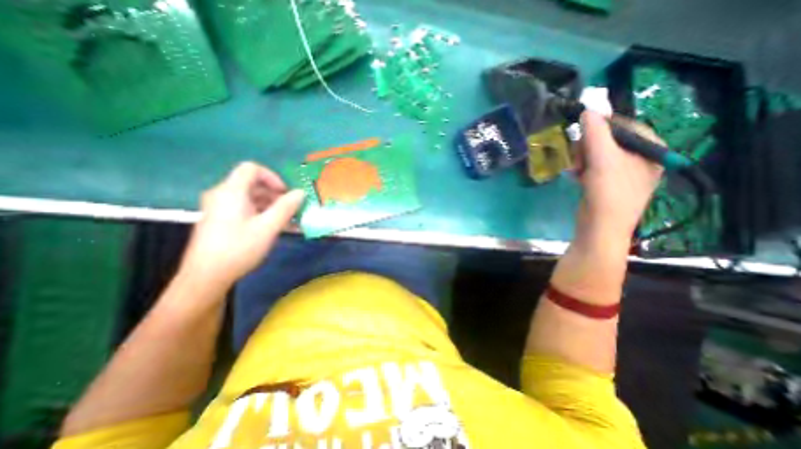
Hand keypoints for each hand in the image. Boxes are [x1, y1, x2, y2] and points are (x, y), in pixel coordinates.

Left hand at [179, 162, 304, 286]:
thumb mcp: (268, 228)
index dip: (272, 177)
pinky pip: (245, 209)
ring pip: (250, 197)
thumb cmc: (238, 249)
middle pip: (252, 183)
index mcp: (231, 192)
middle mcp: (222, 195)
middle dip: (275, 194)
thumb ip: (286, 207)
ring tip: (286, 221)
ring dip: (271, 206)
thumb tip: (301, 192)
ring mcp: (220, 208)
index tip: (286, 194)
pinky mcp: (220, 220)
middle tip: (291, 209)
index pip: (252, 169)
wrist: (205, 277)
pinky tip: (274, 228)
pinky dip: (261, 214)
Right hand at [576, 111, 663, 244]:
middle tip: (578, 157)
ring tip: (575, 169)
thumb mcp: (603, 160)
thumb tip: (587, 110)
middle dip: (588, 146)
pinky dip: (582, 168)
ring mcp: (622, 172)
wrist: (600, 227)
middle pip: (609, 139)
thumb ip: (596, 133)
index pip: (626, 125)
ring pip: (597, 153)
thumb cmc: (608, 192)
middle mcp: (639, 158)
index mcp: (650, 150)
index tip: (582, 133)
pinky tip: (575, 175)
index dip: (602, 126)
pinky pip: (593, 166)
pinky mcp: (606, 182)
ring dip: (582, 158)